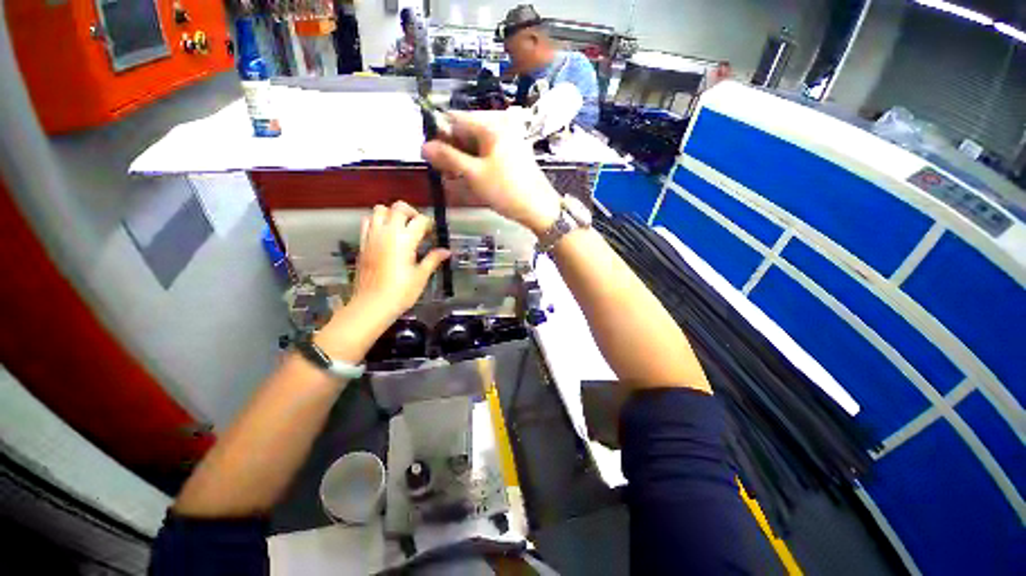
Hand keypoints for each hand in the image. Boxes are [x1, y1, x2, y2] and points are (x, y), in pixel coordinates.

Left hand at [349, 201, 450, 322]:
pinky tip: (385, 235)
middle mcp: (387, 232)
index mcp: (405, 239)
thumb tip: (446, 251)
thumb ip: (433, 259)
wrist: (372, 304)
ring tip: (400, 228)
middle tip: (418, 226)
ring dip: (392, 214)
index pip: (420, 220)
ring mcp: (372, 236)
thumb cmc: (401, 292)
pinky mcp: (362, 243)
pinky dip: (377, 221)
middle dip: (411, 212)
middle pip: (398, 207)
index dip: (429, 224)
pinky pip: (367, 222)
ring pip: (379, 210)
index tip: (432, 233)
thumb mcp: (421, 276)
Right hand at [421, 111, 560, 235]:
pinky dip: (476, 163)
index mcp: (491, 124)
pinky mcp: (511, 154)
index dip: (439, 135)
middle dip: (452, 150)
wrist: (539, 208)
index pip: (454, 118)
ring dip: (463, 159)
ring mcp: (508, 140)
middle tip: (446, 172)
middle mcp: (500, 125)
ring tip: (457, 178)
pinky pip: (487, 153)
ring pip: (475, 144)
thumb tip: (423, 146)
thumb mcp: (474, 174)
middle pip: (465, 131)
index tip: (432, 156)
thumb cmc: (506, 190)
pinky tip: (472, 178)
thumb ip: (448, 157)